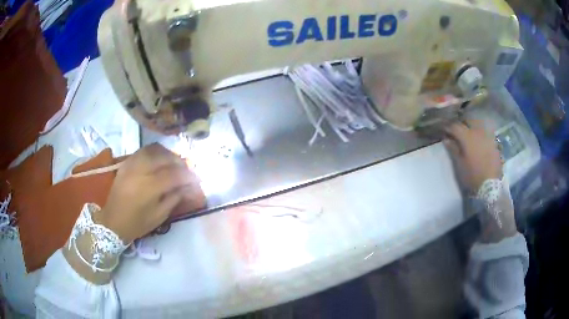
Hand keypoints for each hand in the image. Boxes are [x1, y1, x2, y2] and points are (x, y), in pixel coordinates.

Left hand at [97, 143, 201, 242]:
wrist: (113, 221)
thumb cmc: (138, 223)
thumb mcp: (160, 215)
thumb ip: (175, 198)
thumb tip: (189, 187)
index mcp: (150, 188)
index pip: (174, 175)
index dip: (188, 175)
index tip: (197, 179)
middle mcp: (141, 171)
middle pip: (165, 158)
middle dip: (179, 162)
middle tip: (187, 169)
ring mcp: (132, 165)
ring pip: (154, 150)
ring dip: (167, 154)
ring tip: (174, 162)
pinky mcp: (126, 163)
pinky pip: (143, 151)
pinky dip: (155, 152)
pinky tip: (159, 159)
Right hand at [444, 121, 501, 192]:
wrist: (490, 185)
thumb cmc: (472, 176)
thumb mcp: (460, 165)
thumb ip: (453, 149)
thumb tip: (446, 139)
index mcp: (468, 137)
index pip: (455, 126)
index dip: (448, 127)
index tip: (444, 130)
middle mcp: (478, 132)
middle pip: (468, 121)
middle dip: (462, 124)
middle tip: (457, 131)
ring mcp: (488, 136)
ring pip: (479, 124)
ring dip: (472, 126)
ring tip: (469, 133)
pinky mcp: (494, 142)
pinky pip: (486, 132)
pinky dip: (481, 132)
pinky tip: (479, 140)